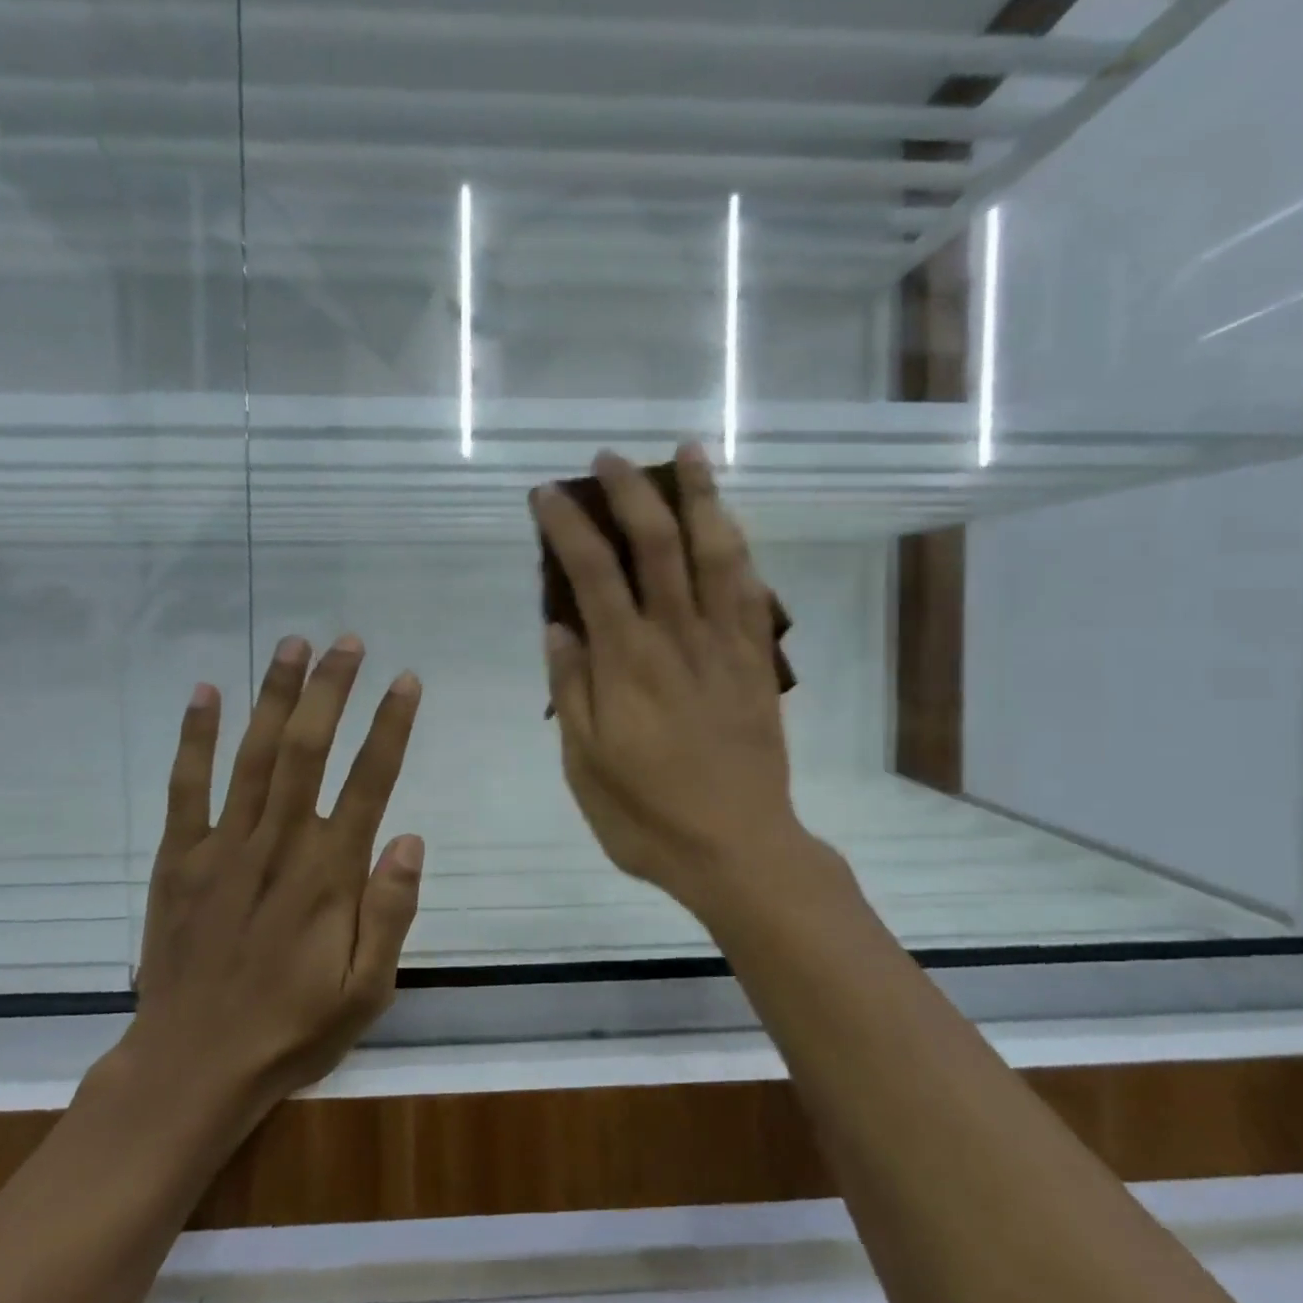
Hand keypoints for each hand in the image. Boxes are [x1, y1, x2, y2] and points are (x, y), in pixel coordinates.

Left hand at [115, 635, 424, 1135]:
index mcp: (328, 874)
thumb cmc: (292, 1029)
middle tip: (349, 642)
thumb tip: (410, 837)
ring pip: (253, 754)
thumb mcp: (365, 990)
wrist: (189, 1070)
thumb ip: (391, 912)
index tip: (406, 681)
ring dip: (275, 695)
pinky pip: (186, 788)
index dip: (390, 726)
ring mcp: (222, 847)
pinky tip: (206, 692)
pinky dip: (194, 738)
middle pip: (307, 749)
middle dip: (331, 689)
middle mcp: (277, 844)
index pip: (369, 782)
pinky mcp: (179, 859)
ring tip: (294, 644)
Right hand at [532, 443, 805, 915]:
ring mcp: (725, 646)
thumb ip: (572, 688)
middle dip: (630, 492)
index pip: (591, 573)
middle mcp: (677, 638)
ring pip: (716, 554)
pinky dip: (739, 549)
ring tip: (689, 454)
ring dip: (700, 498)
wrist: (738, 849)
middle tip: (609, 458)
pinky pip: (751, 592)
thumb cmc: (648, 816)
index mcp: (627, 663)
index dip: (566, 526)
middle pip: (657, 545)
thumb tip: (557, 625)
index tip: (546, 494)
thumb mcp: (585, 764)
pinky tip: (730, 524)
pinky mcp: (757, 662)